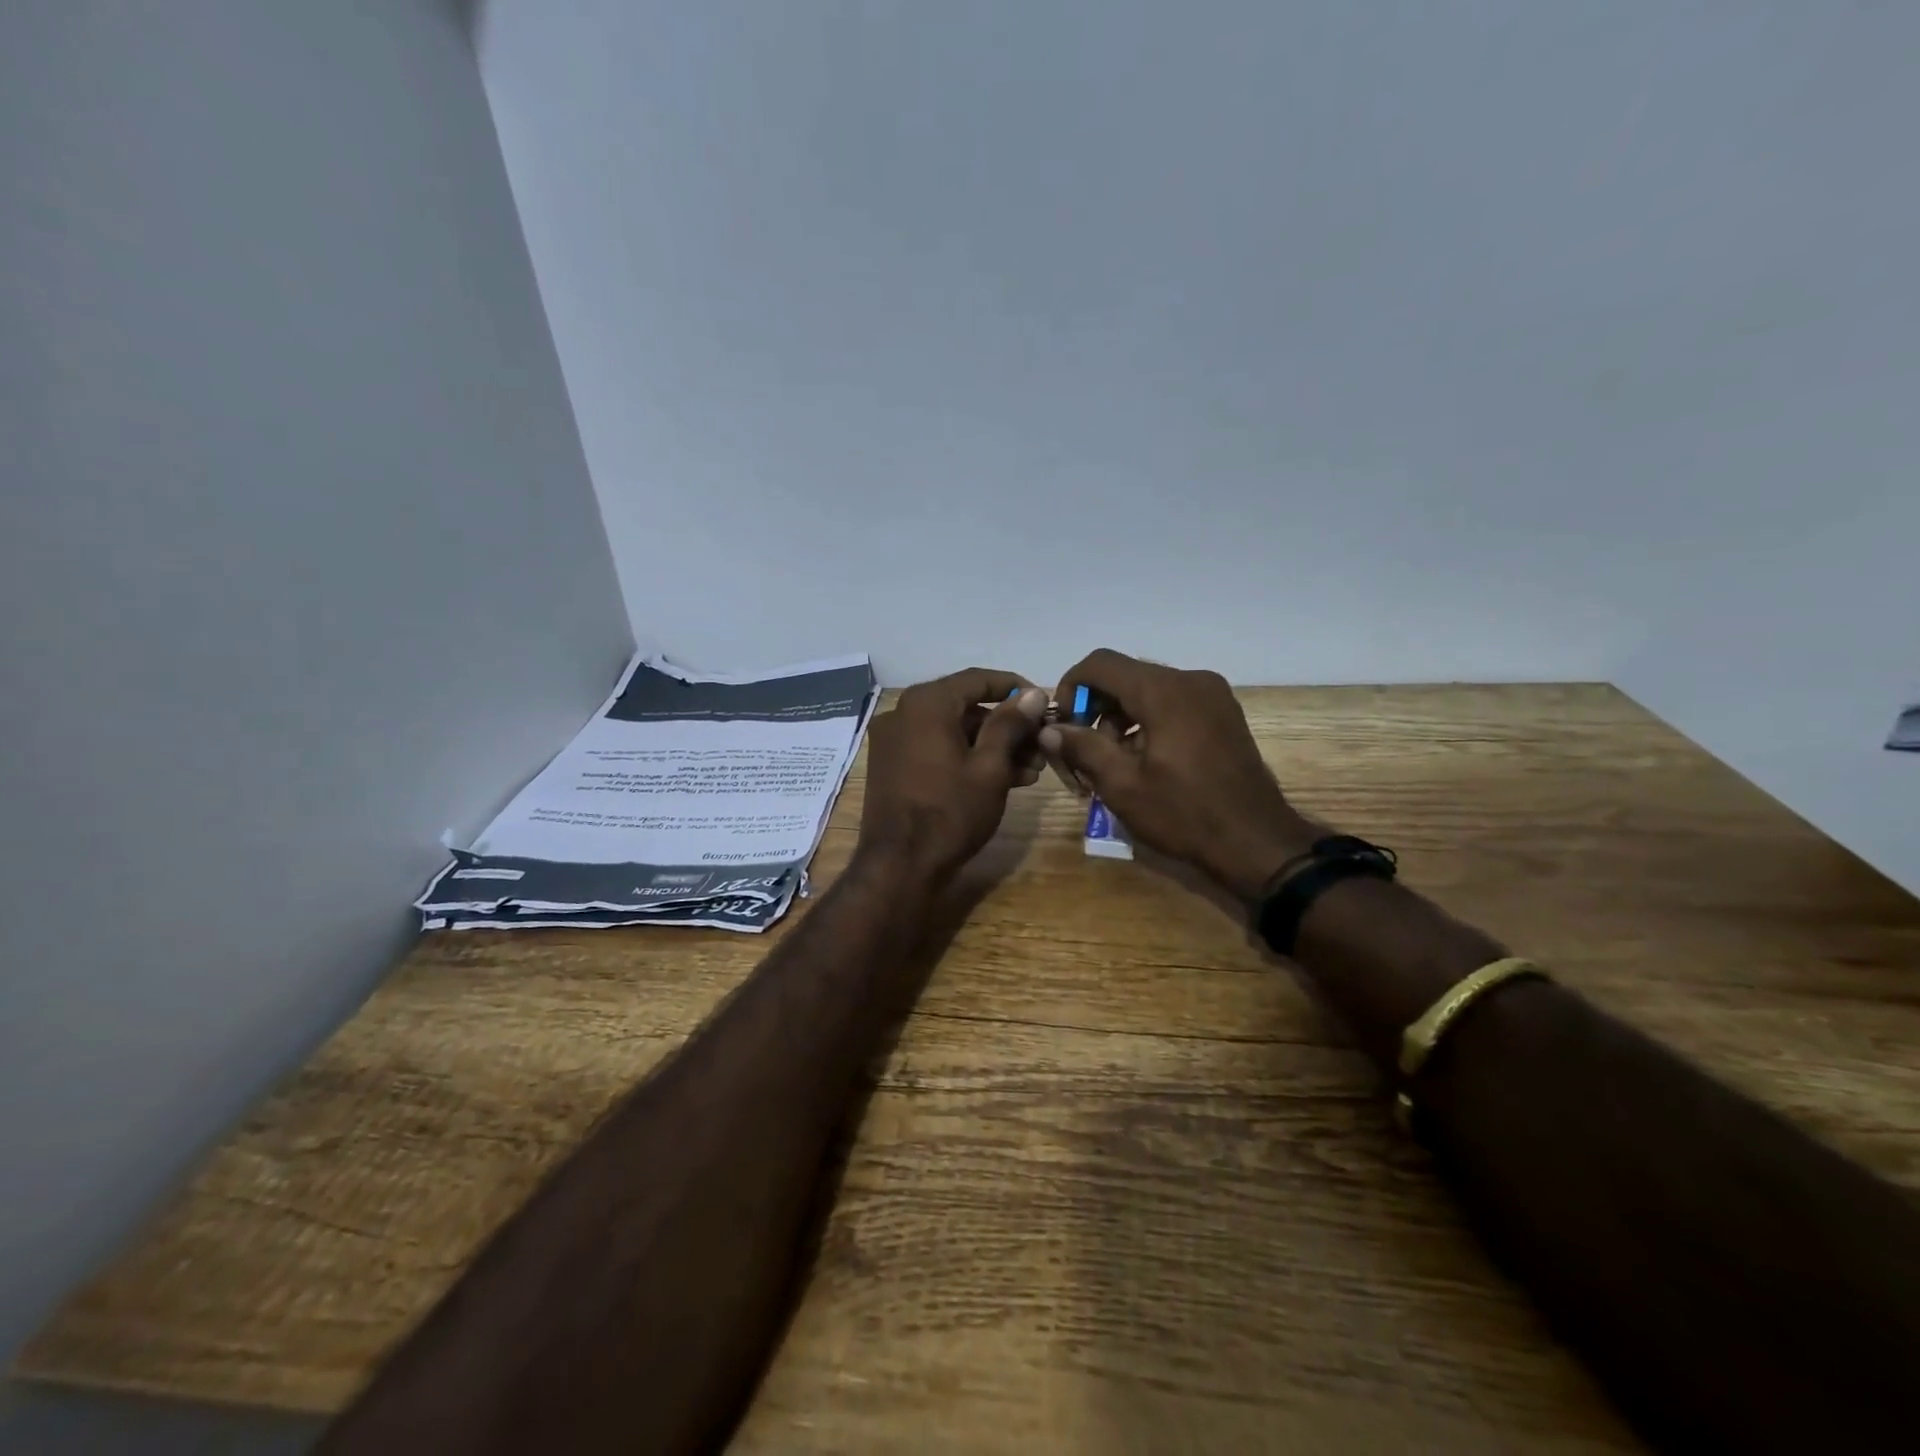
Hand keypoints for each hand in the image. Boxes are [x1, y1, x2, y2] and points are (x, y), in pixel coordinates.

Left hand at [859, 668, 1051, 885]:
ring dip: (992, 746)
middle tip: (1042, 746)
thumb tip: (1031, 693)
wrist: (899, 867)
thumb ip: (1010, 724)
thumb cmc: (950, 812)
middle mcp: (903, 713)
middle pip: (966, 707)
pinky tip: (1002, 779)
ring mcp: (894, 741)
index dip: (1015, 688)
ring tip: (1031, 771)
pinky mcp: (893, 766)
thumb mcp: (990, 767)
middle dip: (1007, 726)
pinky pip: (937, 749)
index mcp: (926, 703)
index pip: (978, 679)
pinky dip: (967, 758)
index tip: (1043, 704)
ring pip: (953, 731)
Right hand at [1041, 649, 1317, 902]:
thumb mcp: (1123, 785)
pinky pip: (1172, 704)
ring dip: (1119, 720)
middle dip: (1094, 710)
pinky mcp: (1223, 714)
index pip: (1100, 664)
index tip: (1062, 727)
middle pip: (1124, 677)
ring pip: (1147, 691)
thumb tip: (1050, 728)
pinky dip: (1147, 723)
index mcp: (1164, 691)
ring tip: (1110, 766)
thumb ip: (1082, 748)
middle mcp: (1190, 680)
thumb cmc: (1185, 814)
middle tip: (1081, 755)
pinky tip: (1142, 762)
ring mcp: (1212, 695)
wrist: (1257, 843)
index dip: (1070, 688)